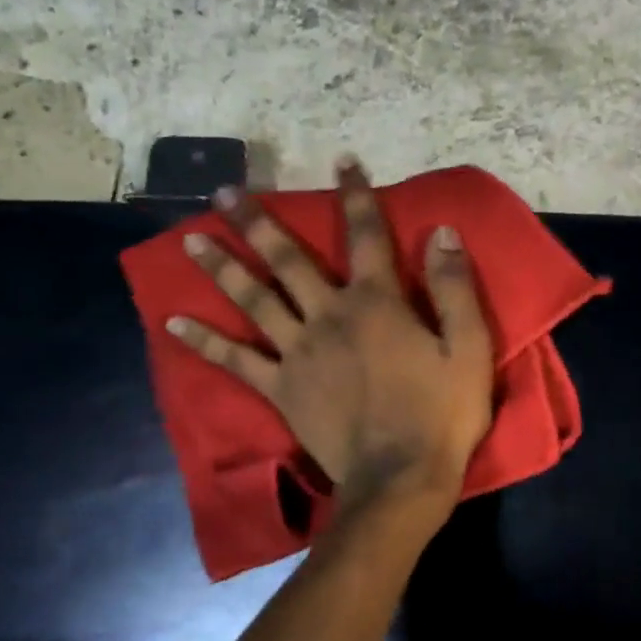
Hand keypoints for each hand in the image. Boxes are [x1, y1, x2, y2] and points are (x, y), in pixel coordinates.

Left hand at [165, 159, 494, 513]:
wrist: (400, 478)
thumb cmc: (442, 414)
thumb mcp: (469, 348)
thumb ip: (454, 288)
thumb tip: (442, 233)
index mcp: (376, 303)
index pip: (366, 236)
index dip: (357, 195)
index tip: (343, 161)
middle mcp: (329, 316)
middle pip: (288, 259)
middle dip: (259, 221)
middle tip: (225, 192)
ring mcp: (298, 353)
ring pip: (253, 299)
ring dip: (222, 266)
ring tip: (190, 239)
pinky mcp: (281, 389)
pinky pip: (236, 362)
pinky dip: (204, 342)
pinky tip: (172, 324)